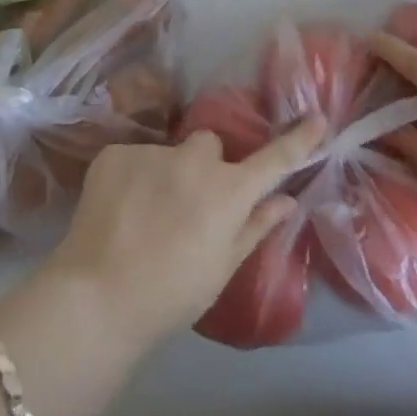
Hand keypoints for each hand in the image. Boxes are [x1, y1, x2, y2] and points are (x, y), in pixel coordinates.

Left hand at [37, 117, 325, 352]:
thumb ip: (256, 227)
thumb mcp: (222, 269)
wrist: (98, 297)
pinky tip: (119, 209)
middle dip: (206, 164)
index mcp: (228, 192)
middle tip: (190, 203)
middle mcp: (195, 160)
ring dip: (166, 173)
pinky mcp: (116, 152)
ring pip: (169, 152)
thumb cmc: (171, 294)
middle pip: (210, 146)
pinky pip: (135, 158)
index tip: (318, 118)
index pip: (273, 159)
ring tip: (145, 214)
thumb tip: (287, 201)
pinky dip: (132, 178)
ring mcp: (153, 151)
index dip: (298, 140)